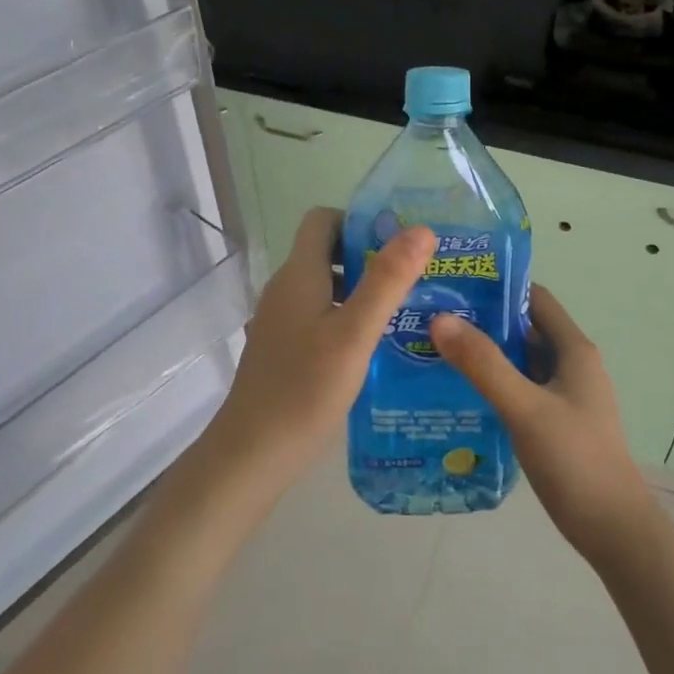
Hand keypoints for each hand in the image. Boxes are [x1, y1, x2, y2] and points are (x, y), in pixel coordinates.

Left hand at [205, 208, 435, 498]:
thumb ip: (387, 281)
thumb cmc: (305, 389)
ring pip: (326, 286)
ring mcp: (282, 320)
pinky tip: (377, 345)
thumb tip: (421, 230)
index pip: (323, 219)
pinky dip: (349, 316)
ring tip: (407, 309)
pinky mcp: (284, 348)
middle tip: (415, 276)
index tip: (399, 242)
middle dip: (370, 255)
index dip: (359, 220)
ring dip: (363, 288)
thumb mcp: (355, 333)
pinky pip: (320, 315)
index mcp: (299, 274)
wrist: (252, 454)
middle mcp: (285, 289)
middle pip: (327, 251)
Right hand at [430, 286, 658, 564]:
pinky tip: (460, 393)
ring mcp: (565, 395)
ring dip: (486, 354)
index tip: (454, 285)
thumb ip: (484, 364)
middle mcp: (572, 364)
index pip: (535, 298)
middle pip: (525, 328)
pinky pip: (521, 389)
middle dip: (483, 321)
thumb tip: (440, 319)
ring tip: (436, 351)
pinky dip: (494, 384)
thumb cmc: (574, 460)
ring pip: (520, 361)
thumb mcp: (525, 408)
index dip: (498, 287)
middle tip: (433, 319)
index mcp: (574, 349)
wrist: (613, 529)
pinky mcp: (556, 421)